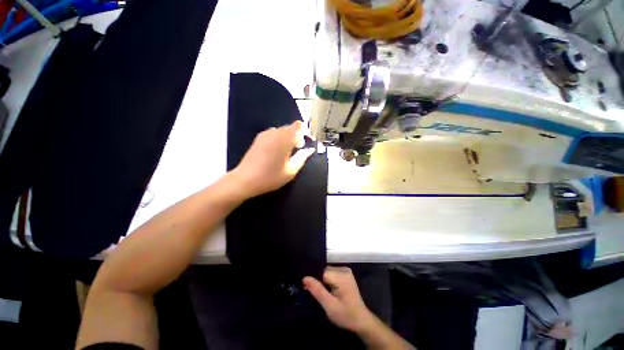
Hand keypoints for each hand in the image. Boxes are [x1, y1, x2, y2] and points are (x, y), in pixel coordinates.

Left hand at [231, 121, 314, 197]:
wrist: (245, 180)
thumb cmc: (271, 176)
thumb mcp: (291, 170)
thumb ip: (302, 157)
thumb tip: (310, 150)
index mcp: (284, 138)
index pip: (298, 126)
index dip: (303, 133)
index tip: (303, 145)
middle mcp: (275, 132)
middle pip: (290, 128)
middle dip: (296, 137)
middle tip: (295, 152)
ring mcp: (265, 134)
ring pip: (281, 131)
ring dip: (287, 139)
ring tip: (285, 154)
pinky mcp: (258, 138)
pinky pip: (273, 134)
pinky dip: (278, 140)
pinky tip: (275, 153)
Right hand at [303, 267, 374, 333]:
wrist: (361, 321)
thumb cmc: (346, 315)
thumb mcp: (329, 306)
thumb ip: (317, 290)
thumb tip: (305, 277)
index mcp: (341, 275)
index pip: (321, 272)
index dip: (314, 280)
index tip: (307, 289)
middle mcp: (343, 269)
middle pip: (324, 271)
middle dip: (318, 281)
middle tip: (317, 294)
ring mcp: (346, 271)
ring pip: (327, 272)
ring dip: (323, 281)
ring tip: (323, 293)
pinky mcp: (346, 274)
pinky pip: (332, 273)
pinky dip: (328, 281)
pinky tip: (328, 290)